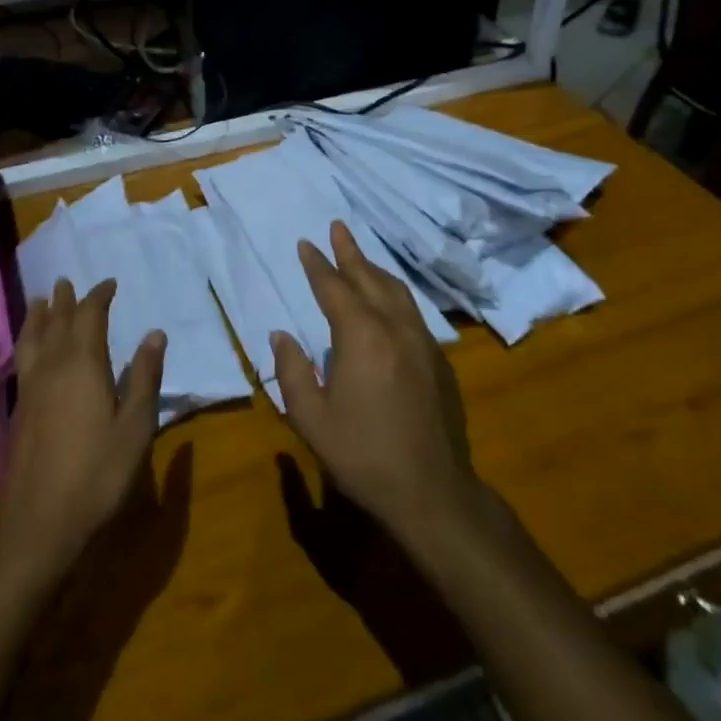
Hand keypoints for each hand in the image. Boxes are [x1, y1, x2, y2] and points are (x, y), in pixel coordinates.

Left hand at [0, 279, 165, 575]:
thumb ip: (144, 377)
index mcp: (83, 364)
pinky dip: (27, 340)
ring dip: (38, 316)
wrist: (39, 522)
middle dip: (65, 300)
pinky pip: (23, 358)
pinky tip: (29, 349)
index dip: (99, 297)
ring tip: (40, 300)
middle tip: (68, 282)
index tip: (109, 284)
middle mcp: (52, 366)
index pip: (89, 316)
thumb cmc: (97, 474)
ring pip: (32, 338)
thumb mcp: (135, 427)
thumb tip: (154, 333)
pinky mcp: (18, 410)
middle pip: (56, 321)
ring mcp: (30, 388)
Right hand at [271, 222, 479, 541]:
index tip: (306, 243)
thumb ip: (293, 371)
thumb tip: (281, 335)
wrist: (432, 493)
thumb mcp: (311, 419)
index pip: (334, 288)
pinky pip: (413, 312)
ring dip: (375, 270)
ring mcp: (423, 343)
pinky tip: (388, 302)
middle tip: (337, 227)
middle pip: (369, 279)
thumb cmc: (363, 456)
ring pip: (397, 292)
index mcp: (361, 337)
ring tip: (360, 256)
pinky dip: (394, 294)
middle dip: (350, 252)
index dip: (318, 265)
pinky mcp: (439, 361)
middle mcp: (395, 328)